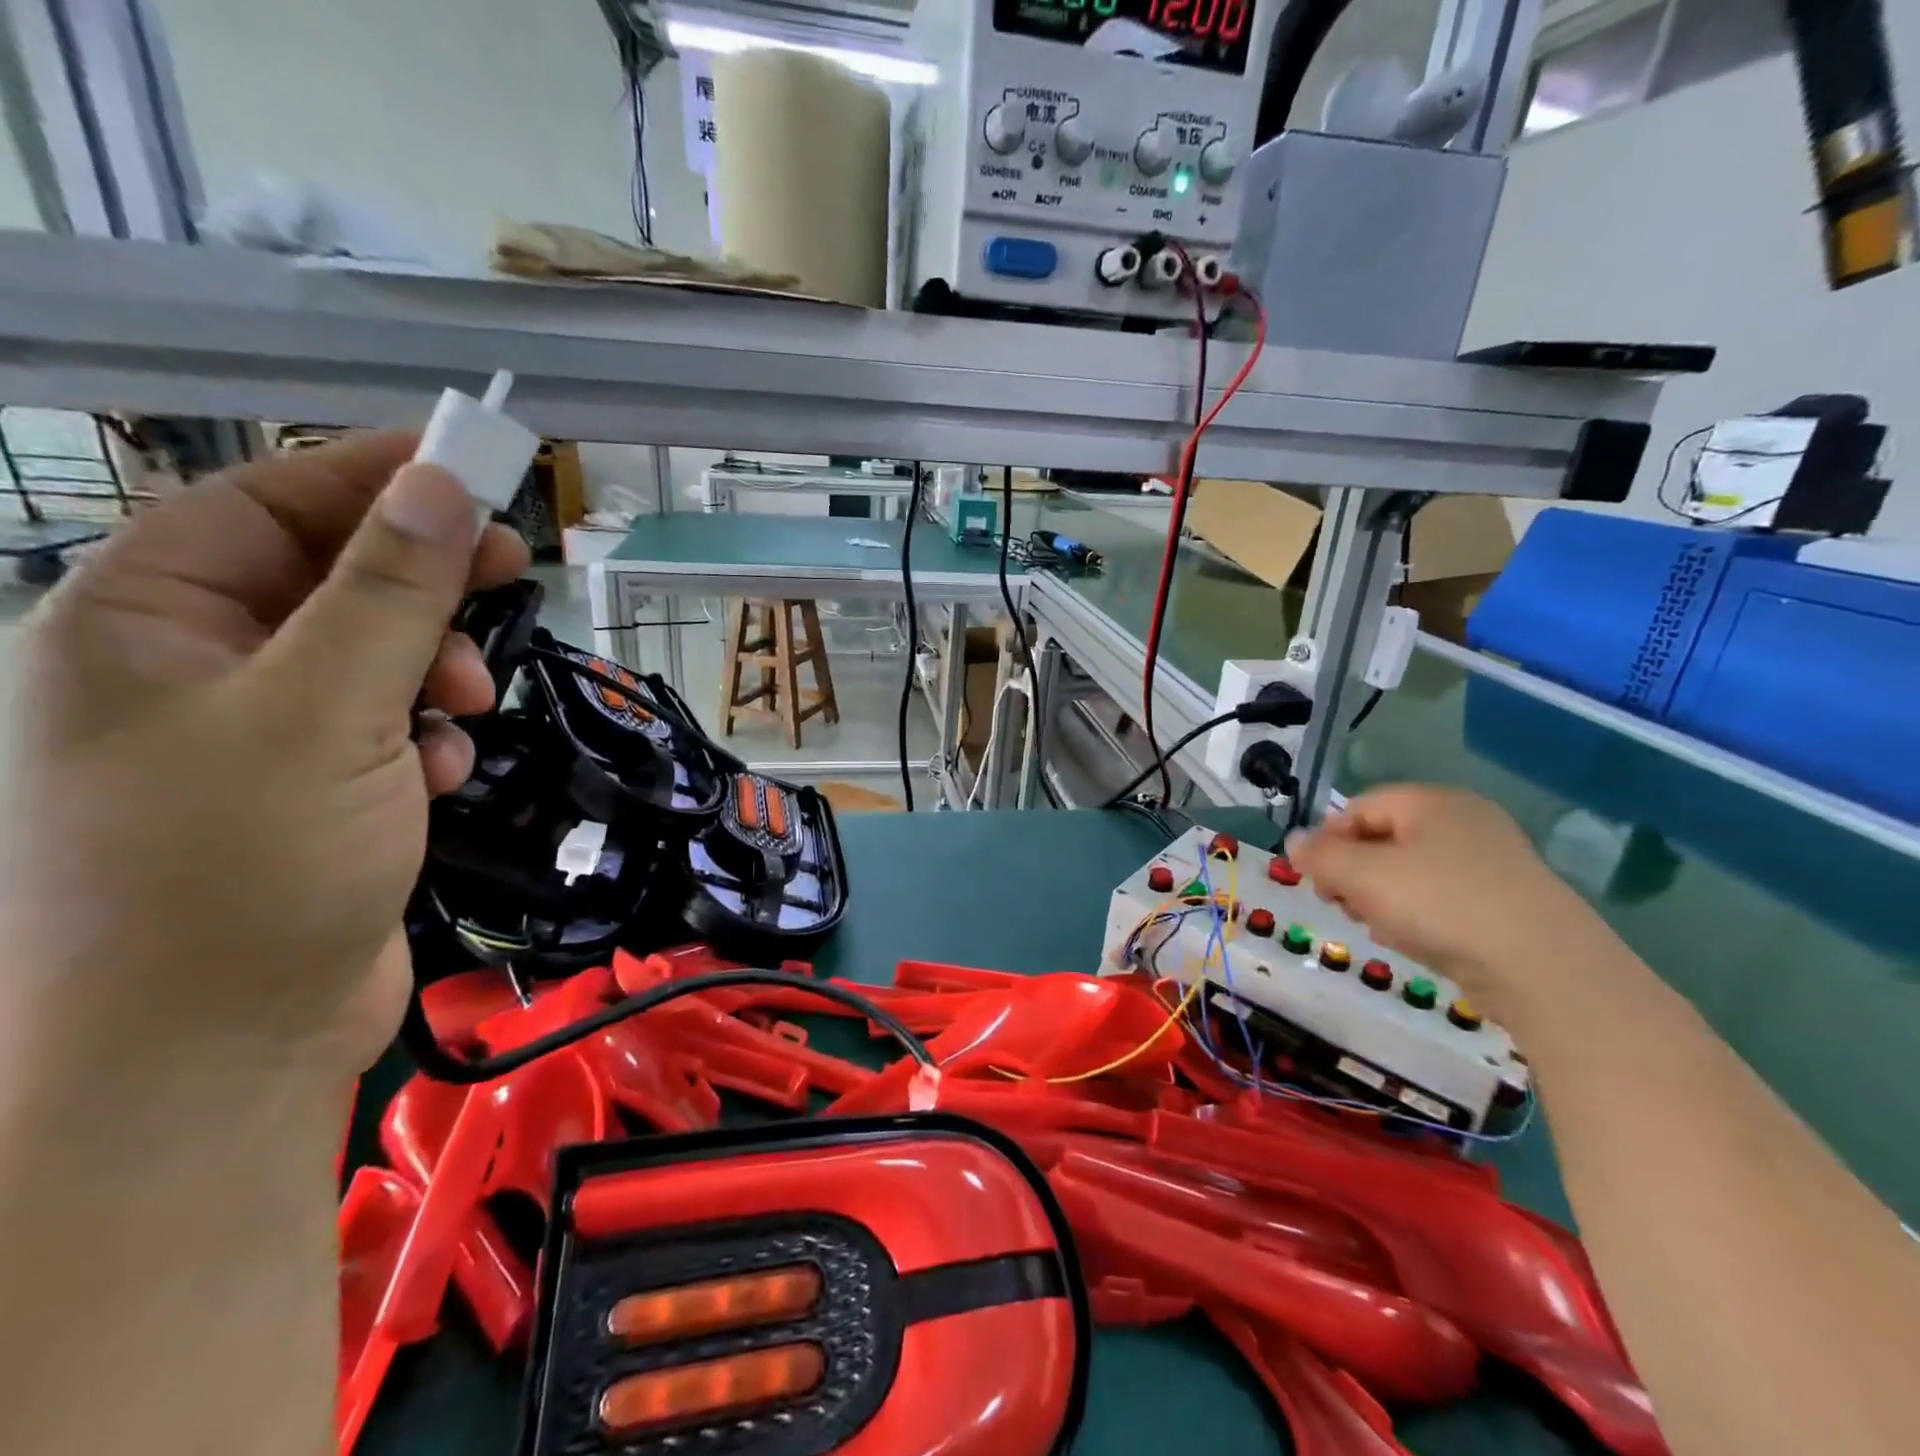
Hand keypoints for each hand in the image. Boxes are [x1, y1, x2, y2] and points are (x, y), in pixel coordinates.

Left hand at [0, 433, 528, 1081]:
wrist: (217, 1052)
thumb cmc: (241, 864)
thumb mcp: (324, 709)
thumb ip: (389, 592)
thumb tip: (443, 484)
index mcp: (143, 621)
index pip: (270, 505)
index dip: (376, 477)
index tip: (477, 470)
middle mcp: (189, 668)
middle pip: (330, 581)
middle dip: (422, 588)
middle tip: (509, 577)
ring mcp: (253, 737)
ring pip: (372, 658)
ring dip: (432, 672)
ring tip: (464, 710)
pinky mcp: (312, 792)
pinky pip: (383, 728)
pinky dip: (422, 738)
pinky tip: (436, 775)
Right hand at [1286, 785, 1606, 1022]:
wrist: (1546, 970)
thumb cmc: (1441, 905)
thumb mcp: (1362, 875)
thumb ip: (1319, 855)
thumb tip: (1294, 842)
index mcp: (1430, 801)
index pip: (1358, 808)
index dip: (1328, 840)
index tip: (1316, 879)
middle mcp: (1464, 821)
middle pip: (1384, 839)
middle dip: (1354, 872)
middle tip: (1342, 904)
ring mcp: (1492, 862)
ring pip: (1412, 872)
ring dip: (1382, 898)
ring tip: (1379, 928)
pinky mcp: (1508, 902)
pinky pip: (1443, 898)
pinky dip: (1419, 915)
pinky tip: (1414, 941)